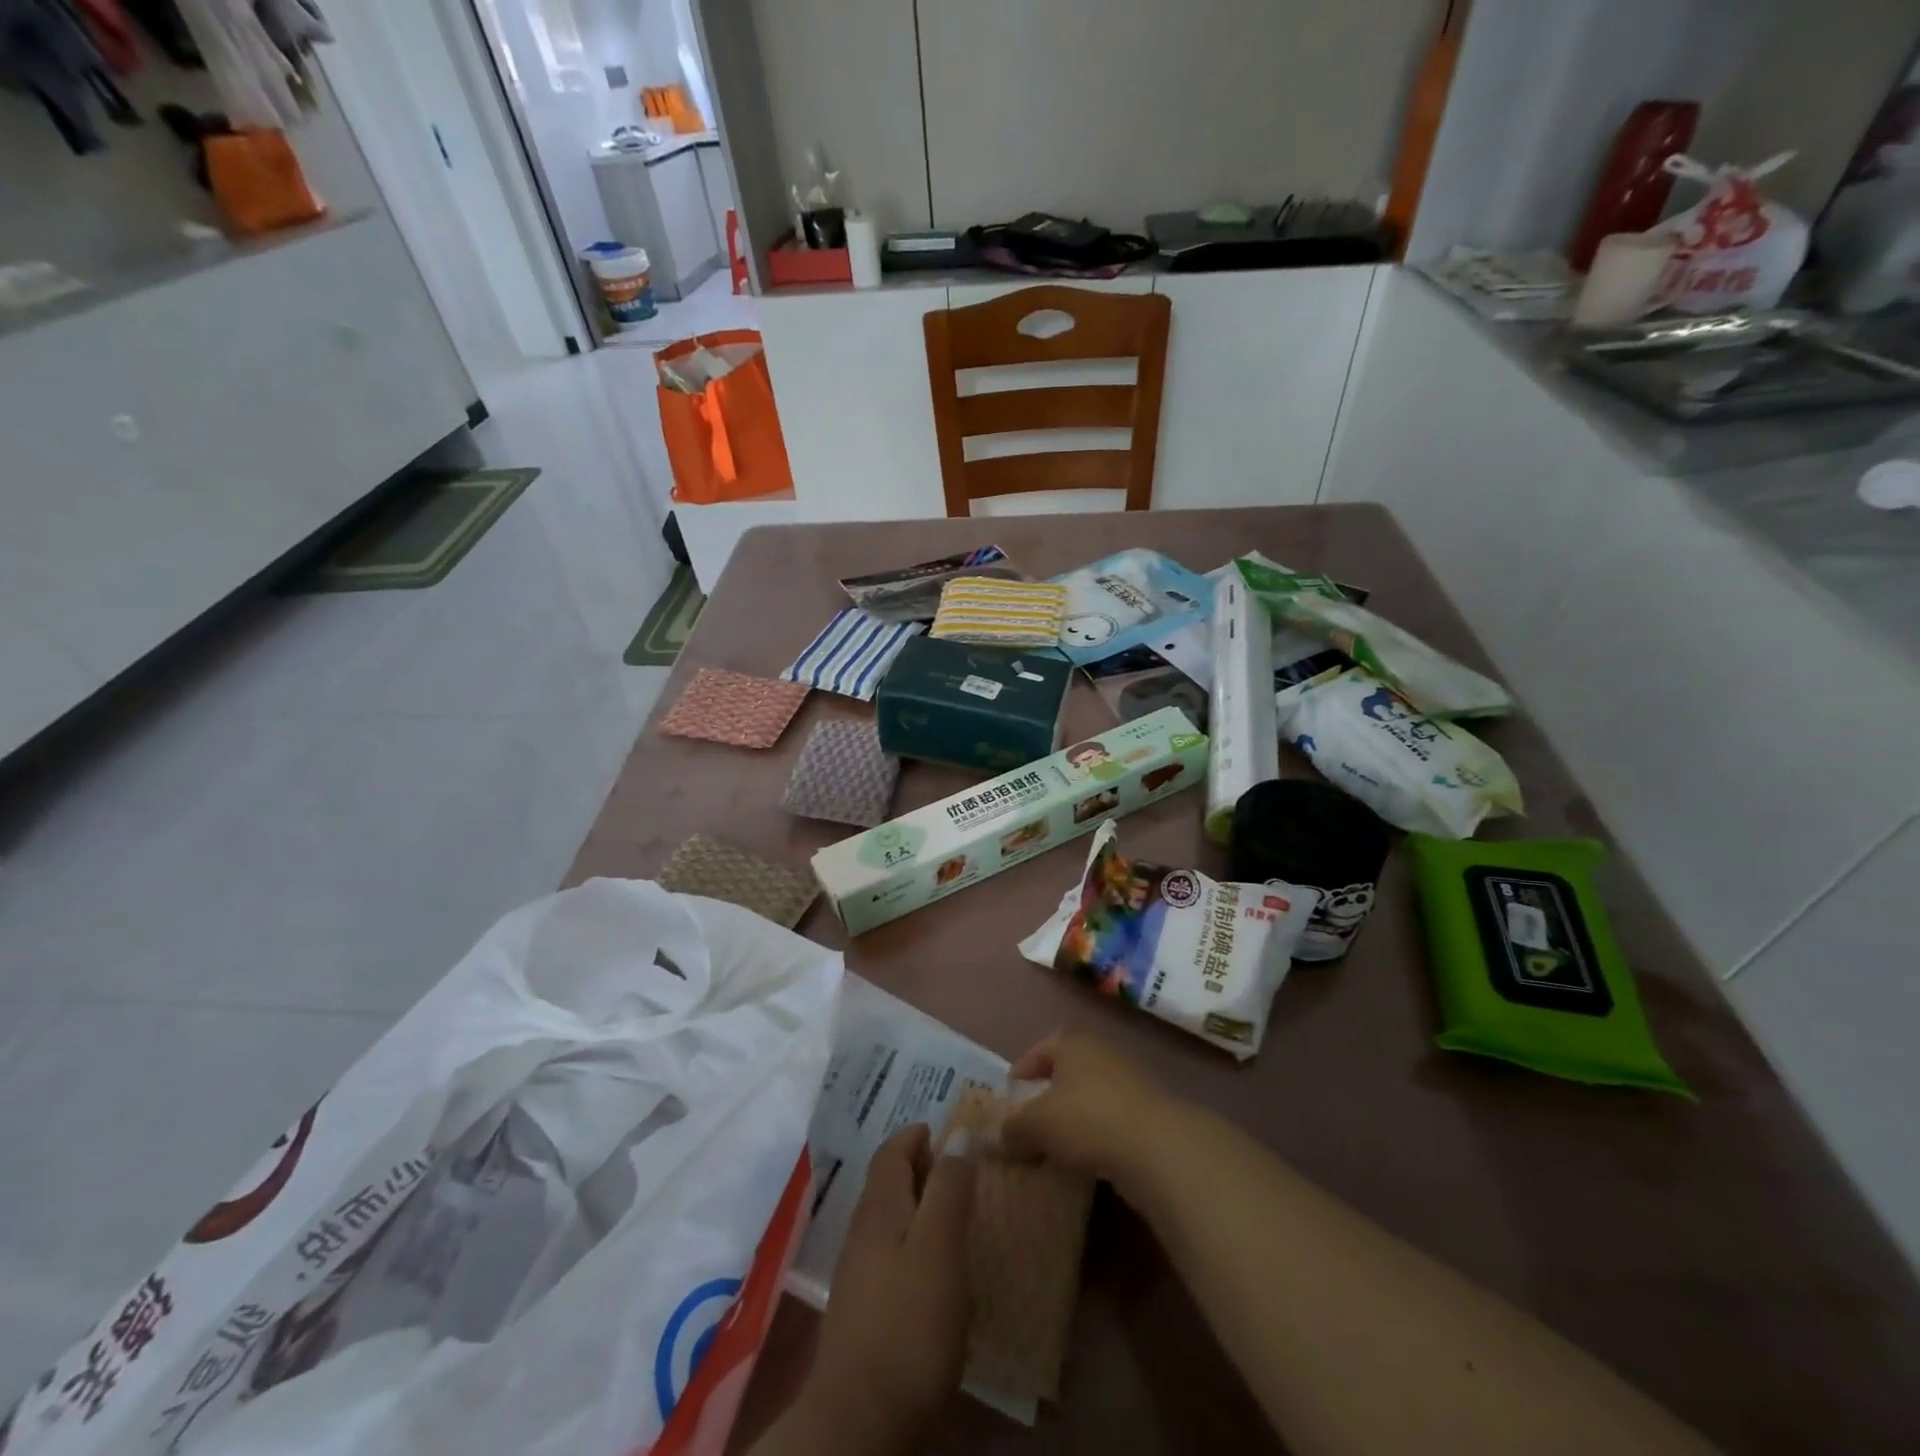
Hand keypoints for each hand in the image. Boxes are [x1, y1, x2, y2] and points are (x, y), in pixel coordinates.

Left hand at [795, 1124, 974, 1454]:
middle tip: (962, 1170)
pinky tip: (937, 1268)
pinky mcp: (865, 1312)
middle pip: (889, 1182)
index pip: (892, 1151)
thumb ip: (949, 1187)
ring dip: (920, 1205)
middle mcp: (862, 1231)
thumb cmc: (909, 1323)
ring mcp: (859, 1274)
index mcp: (879, 1208)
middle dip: (921, 1167)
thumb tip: (958, 1134)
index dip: (917, 1135)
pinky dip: (915, 1242)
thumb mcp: (939, 1245)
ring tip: (957, 1215)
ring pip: (890, 1219)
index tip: (949, 1132)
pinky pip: (891, 1254)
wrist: (860, 1421)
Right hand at [1001, 1031, 1182, 1187]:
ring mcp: (1129, 1078)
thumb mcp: (1037, 1124)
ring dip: (1073, 1117)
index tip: (1010, 1095)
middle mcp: (1101, 1050)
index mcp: (1072, 1041)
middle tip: (1030, 1122)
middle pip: (1066, 1070)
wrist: (1158, 1145)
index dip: (1022, 1070)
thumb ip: (1013, 1128)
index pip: (1039, 1049)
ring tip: (1056, 1146)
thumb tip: (1000, 1137)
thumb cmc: (1087, 1118)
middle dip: (1047, 1095)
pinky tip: (1088, 1158)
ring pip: (1090, 1095)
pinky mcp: (1148, 1110)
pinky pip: (1111, 1118)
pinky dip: (1097, 1134)